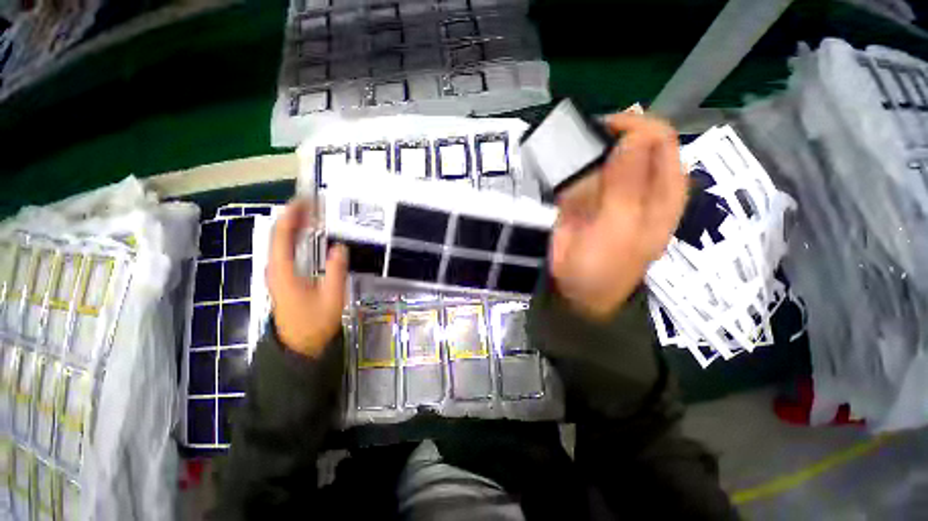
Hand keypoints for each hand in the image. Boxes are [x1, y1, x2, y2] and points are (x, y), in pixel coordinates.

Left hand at [267, 199, 348, 357]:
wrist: (300, 346)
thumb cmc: (315, 323)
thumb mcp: (331, 297)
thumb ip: (335, 270)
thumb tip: (340, 246)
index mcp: (284, 271)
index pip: (282, 235)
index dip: (292, 215)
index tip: (306, 200)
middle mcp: (275, 268)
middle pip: (279, 235)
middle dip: (294, 216)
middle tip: (314, 203)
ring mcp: (277, 273)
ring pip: (281, 242)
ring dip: (295, 225)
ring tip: (313, 214)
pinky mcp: (283, 278)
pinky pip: (286, 250)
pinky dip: (296, 237)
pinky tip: (308, 235)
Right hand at [549, 113, 686, 319]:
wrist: (575, 289)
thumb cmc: (602, 266)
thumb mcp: (619, 229)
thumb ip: (627, 184)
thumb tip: (633, 137)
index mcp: (663, 189)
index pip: (660, 139)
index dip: (633, 128)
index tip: (599, 133)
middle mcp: (641, 183)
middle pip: (632, 141)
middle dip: (605, 136)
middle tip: (578, 146)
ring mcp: (611, 188)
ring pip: (604, 152)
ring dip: (584, 149)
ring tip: (563, 155)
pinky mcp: (586, 195)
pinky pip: (581, 169)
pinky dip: (569, 163)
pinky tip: (556, 167)